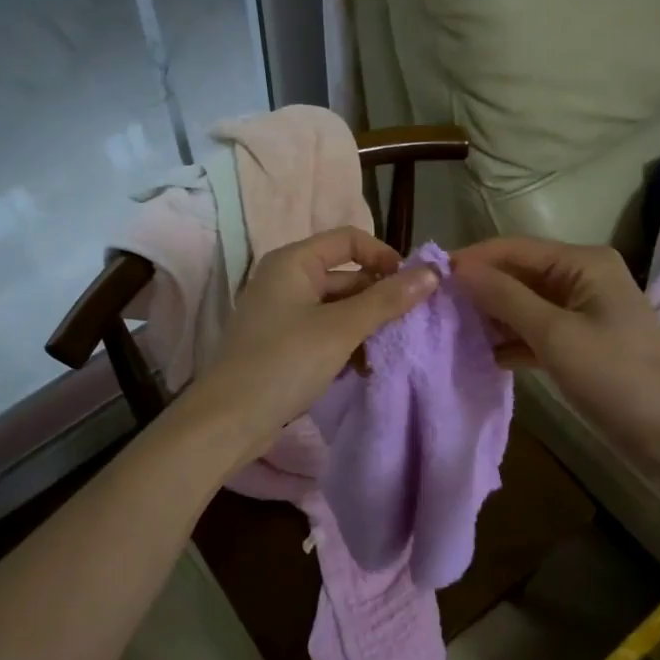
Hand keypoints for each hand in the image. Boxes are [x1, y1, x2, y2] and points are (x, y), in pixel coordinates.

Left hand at [189, 227, 437, 458]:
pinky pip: (324, 332)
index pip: (349, 239)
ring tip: (385, 354)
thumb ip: (387, 300)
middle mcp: (286, 280)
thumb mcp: (341, 329)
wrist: (228, 420)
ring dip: (365, 327)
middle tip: (408, 327)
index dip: (383, 256)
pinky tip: (362, 370)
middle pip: (346, 276)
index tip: (411, 288)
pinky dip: (345, 345)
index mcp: (294, 262)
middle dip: (378, 299)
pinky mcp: (283, 344)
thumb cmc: (284, 362)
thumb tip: (431, 272)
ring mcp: (283, 313)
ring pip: (338, 308)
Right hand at [449, 237, 659, 463]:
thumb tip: (458, 269)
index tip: (427, 277)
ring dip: (491, 316)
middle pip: (518, 274)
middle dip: (479, 289)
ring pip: (524, 304)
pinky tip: (481, 354)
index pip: (514, 249)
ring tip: (448, 329)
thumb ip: (505, 298)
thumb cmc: (616, 376)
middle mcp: (582, 277)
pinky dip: (510, 340)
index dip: (471, 260)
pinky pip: (535, 330)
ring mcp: (582, 311)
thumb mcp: (555, 334)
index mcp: (583, 262)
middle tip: (432, 307)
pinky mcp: (580, 342)